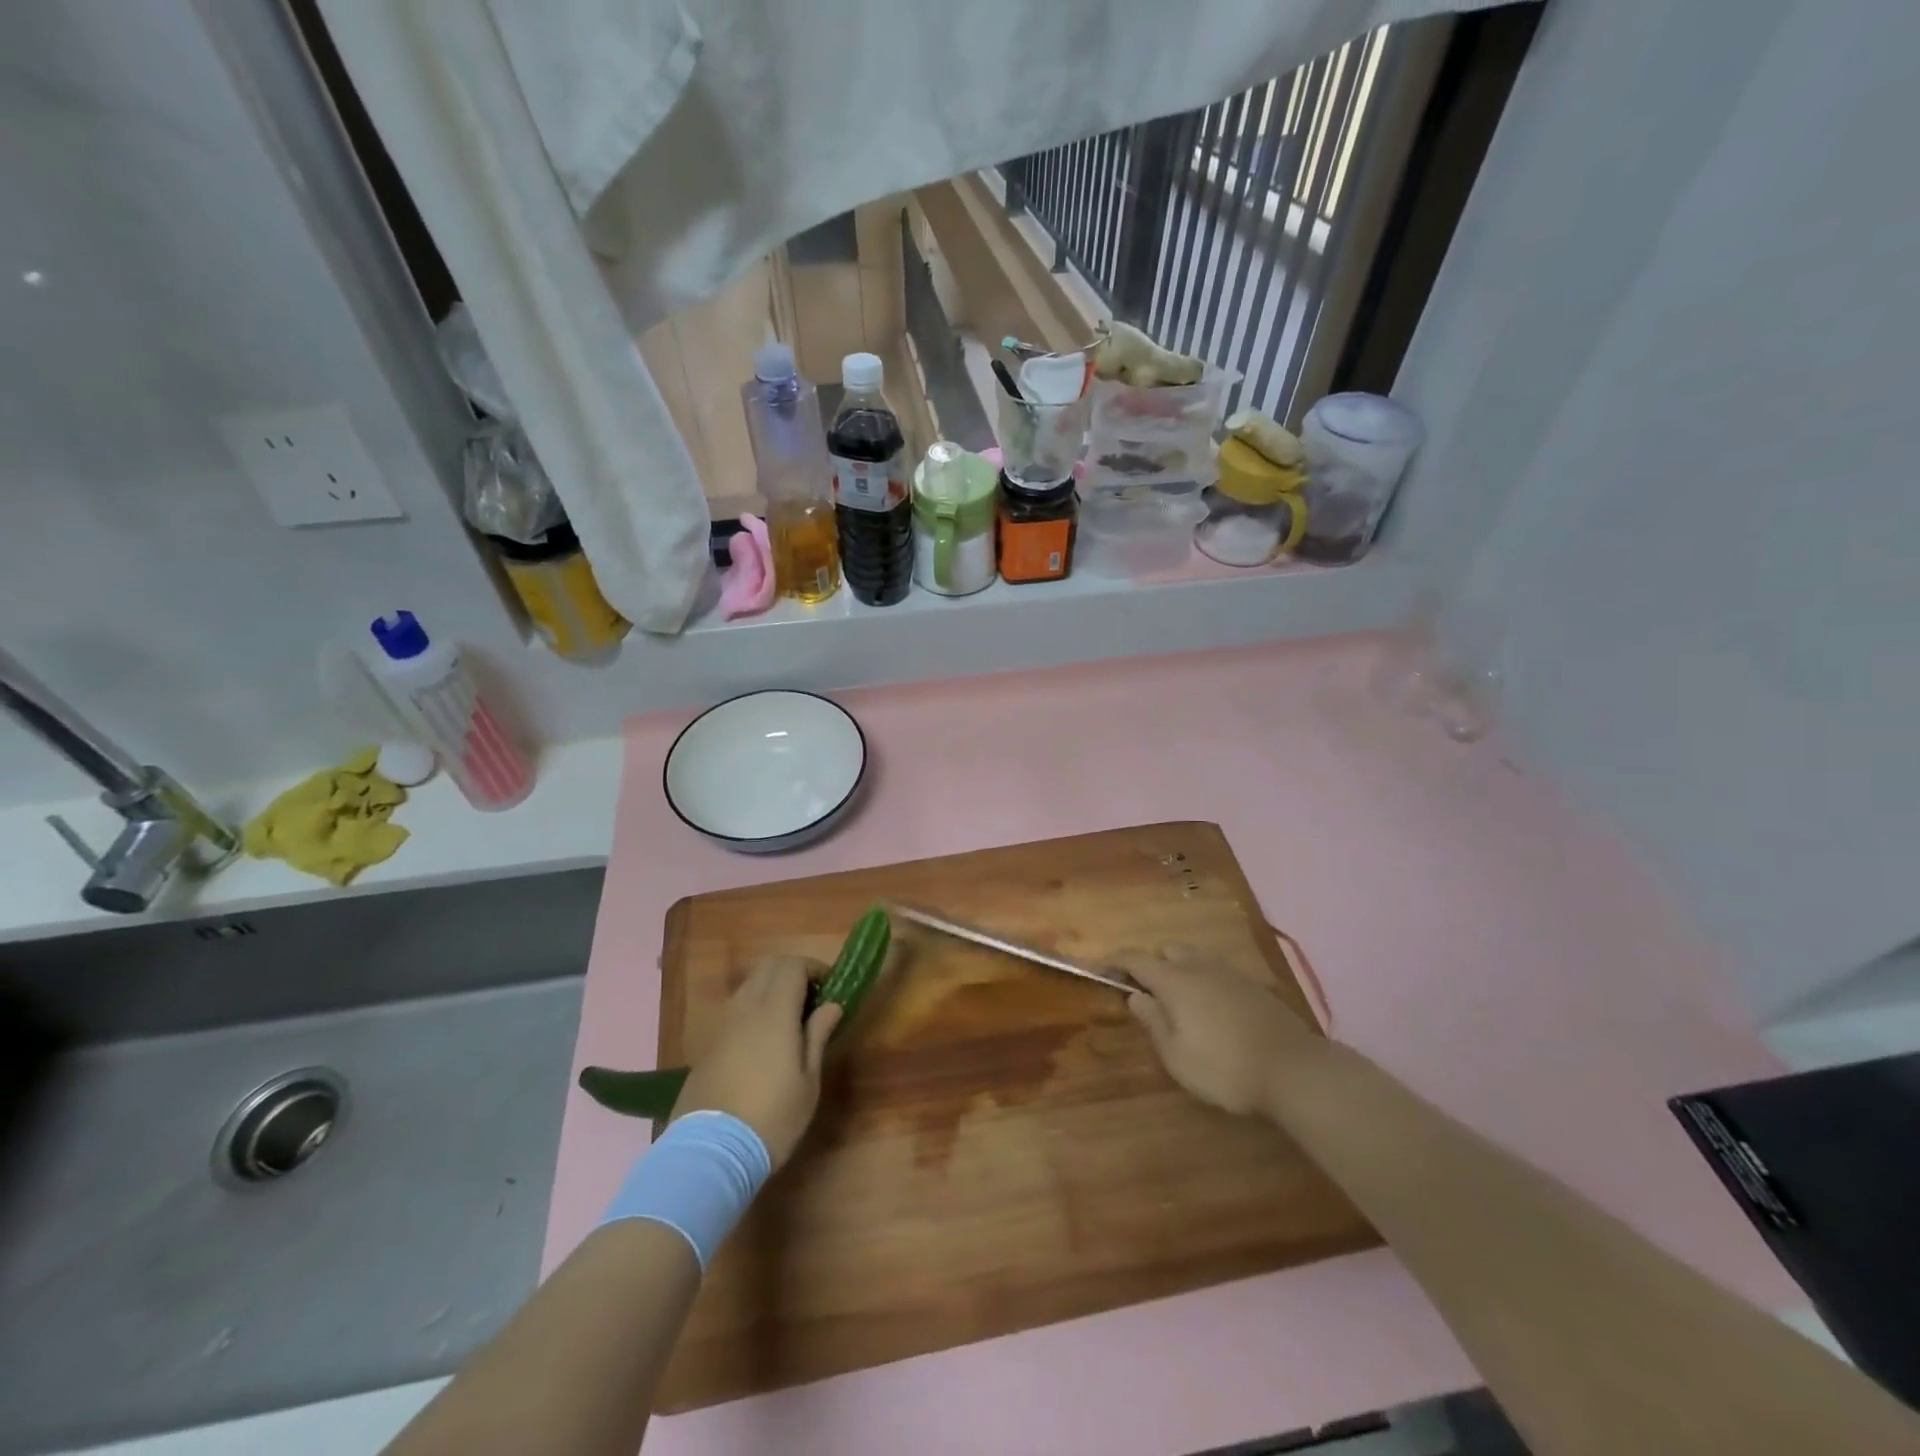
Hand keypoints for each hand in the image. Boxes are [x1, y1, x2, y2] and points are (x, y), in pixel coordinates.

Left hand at [673, 957, 841, 1167]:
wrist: (710, 1153)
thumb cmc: (772, 1117)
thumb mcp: (808, 1082)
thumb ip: (818, 1035)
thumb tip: (831, 1005)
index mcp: (774, 1011)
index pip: (792, 965)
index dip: (813, 968)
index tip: (829, 988)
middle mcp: (745, 1007)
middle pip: (768, 966)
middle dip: (792, 972)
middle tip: (810, 999)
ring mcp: (722, 1023)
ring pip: (748, 985)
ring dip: (770, 989)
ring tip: (786, 1021)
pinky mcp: (707, 1043)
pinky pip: (734, 1009)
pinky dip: (751, 1009)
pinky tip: (761, 1042)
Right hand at [1118, 945, 1320, 1116]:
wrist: (1294, 1070)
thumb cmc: (1224, 1067)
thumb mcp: (1176, 1055)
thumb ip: (1152, 1021)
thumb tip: (1134, 996)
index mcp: (1175, 980)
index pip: (1136, 959)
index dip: (1115, 962)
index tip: (1100, 970)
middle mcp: (1200, 966)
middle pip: (1167, 950)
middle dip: (1151, 964)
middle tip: (1146, 993)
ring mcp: (1230, 973)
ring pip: (1195, 957)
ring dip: (1179, 970)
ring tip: (1178, 1001)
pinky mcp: (1253, 986)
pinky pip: (1217, 972)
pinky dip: (1204, 981)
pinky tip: (1211, 1009)